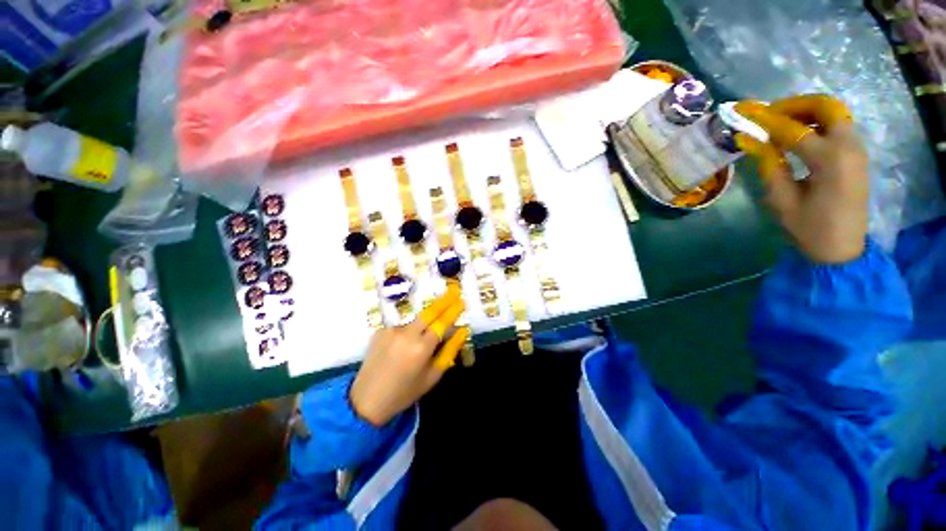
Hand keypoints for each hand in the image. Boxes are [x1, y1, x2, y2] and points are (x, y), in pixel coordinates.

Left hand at [350, 283, 468, 425]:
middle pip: (429, 311)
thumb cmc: (405, 392)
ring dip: (424, 323)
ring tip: (420, 342)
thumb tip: (462, 330)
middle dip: (444, 300)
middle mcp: (406, 334)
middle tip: (454, 291)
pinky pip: (402, 326)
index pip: (442, 322)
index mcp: (421, 348)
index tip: (462, 300)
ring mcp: (391, 330)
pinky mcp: (380, 331)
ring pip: (415, 320)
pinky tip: (402, 347)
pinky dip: (408, 332)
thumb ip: (449, 350)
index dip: (454, 310)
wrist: (366, 400)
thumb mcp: (433, 375)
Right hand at [735, 95, 868, 263]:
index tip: (743, 114)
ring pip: (834, 112)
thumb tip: (748, 140)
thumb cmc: (809, 228)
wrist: (842, 249)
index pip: (794, 130)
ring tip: (779, 123)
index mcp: (830, 161)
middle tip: (769, 114)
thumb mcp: (781, 200)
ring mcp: (856, 149)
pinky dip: (816, 122)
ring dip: (806, 111)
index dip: (766, 121)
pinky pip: (837, 126)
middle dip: (795, 105)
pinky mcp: (856, 154)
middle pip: (826, 106)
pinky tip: (797, 135)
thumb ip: (769, 166)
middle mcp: (849, 147)